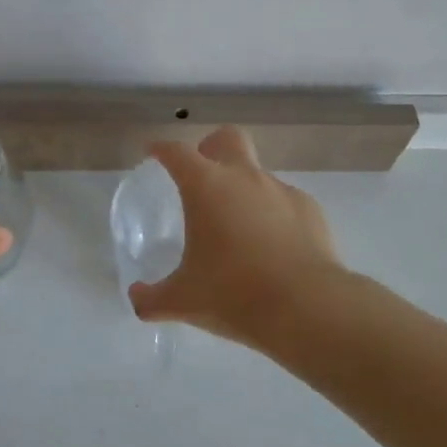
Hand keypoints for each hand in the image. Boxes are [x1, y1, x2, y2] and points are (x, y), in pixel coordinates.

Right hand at [130, 125, 342, 350]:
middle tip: (202, 177)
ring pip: (258, 173)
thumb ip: (152, 298)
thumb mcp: (183, 301)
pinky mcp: (310, 209)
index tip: (153, 152)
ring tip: (239, 229)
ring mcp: (281, 190)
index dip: (161, 149)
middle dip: (212, 148)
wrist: (307, 308)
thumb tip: (136, 300)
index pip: (176, 152)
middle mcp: (244, 177)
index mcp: (206, 186)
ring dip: (244, 189)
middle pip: (227, 138)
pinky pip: (285, 202)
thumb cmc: (233, 294)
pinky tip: (274, 247)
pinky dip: (275, 215)